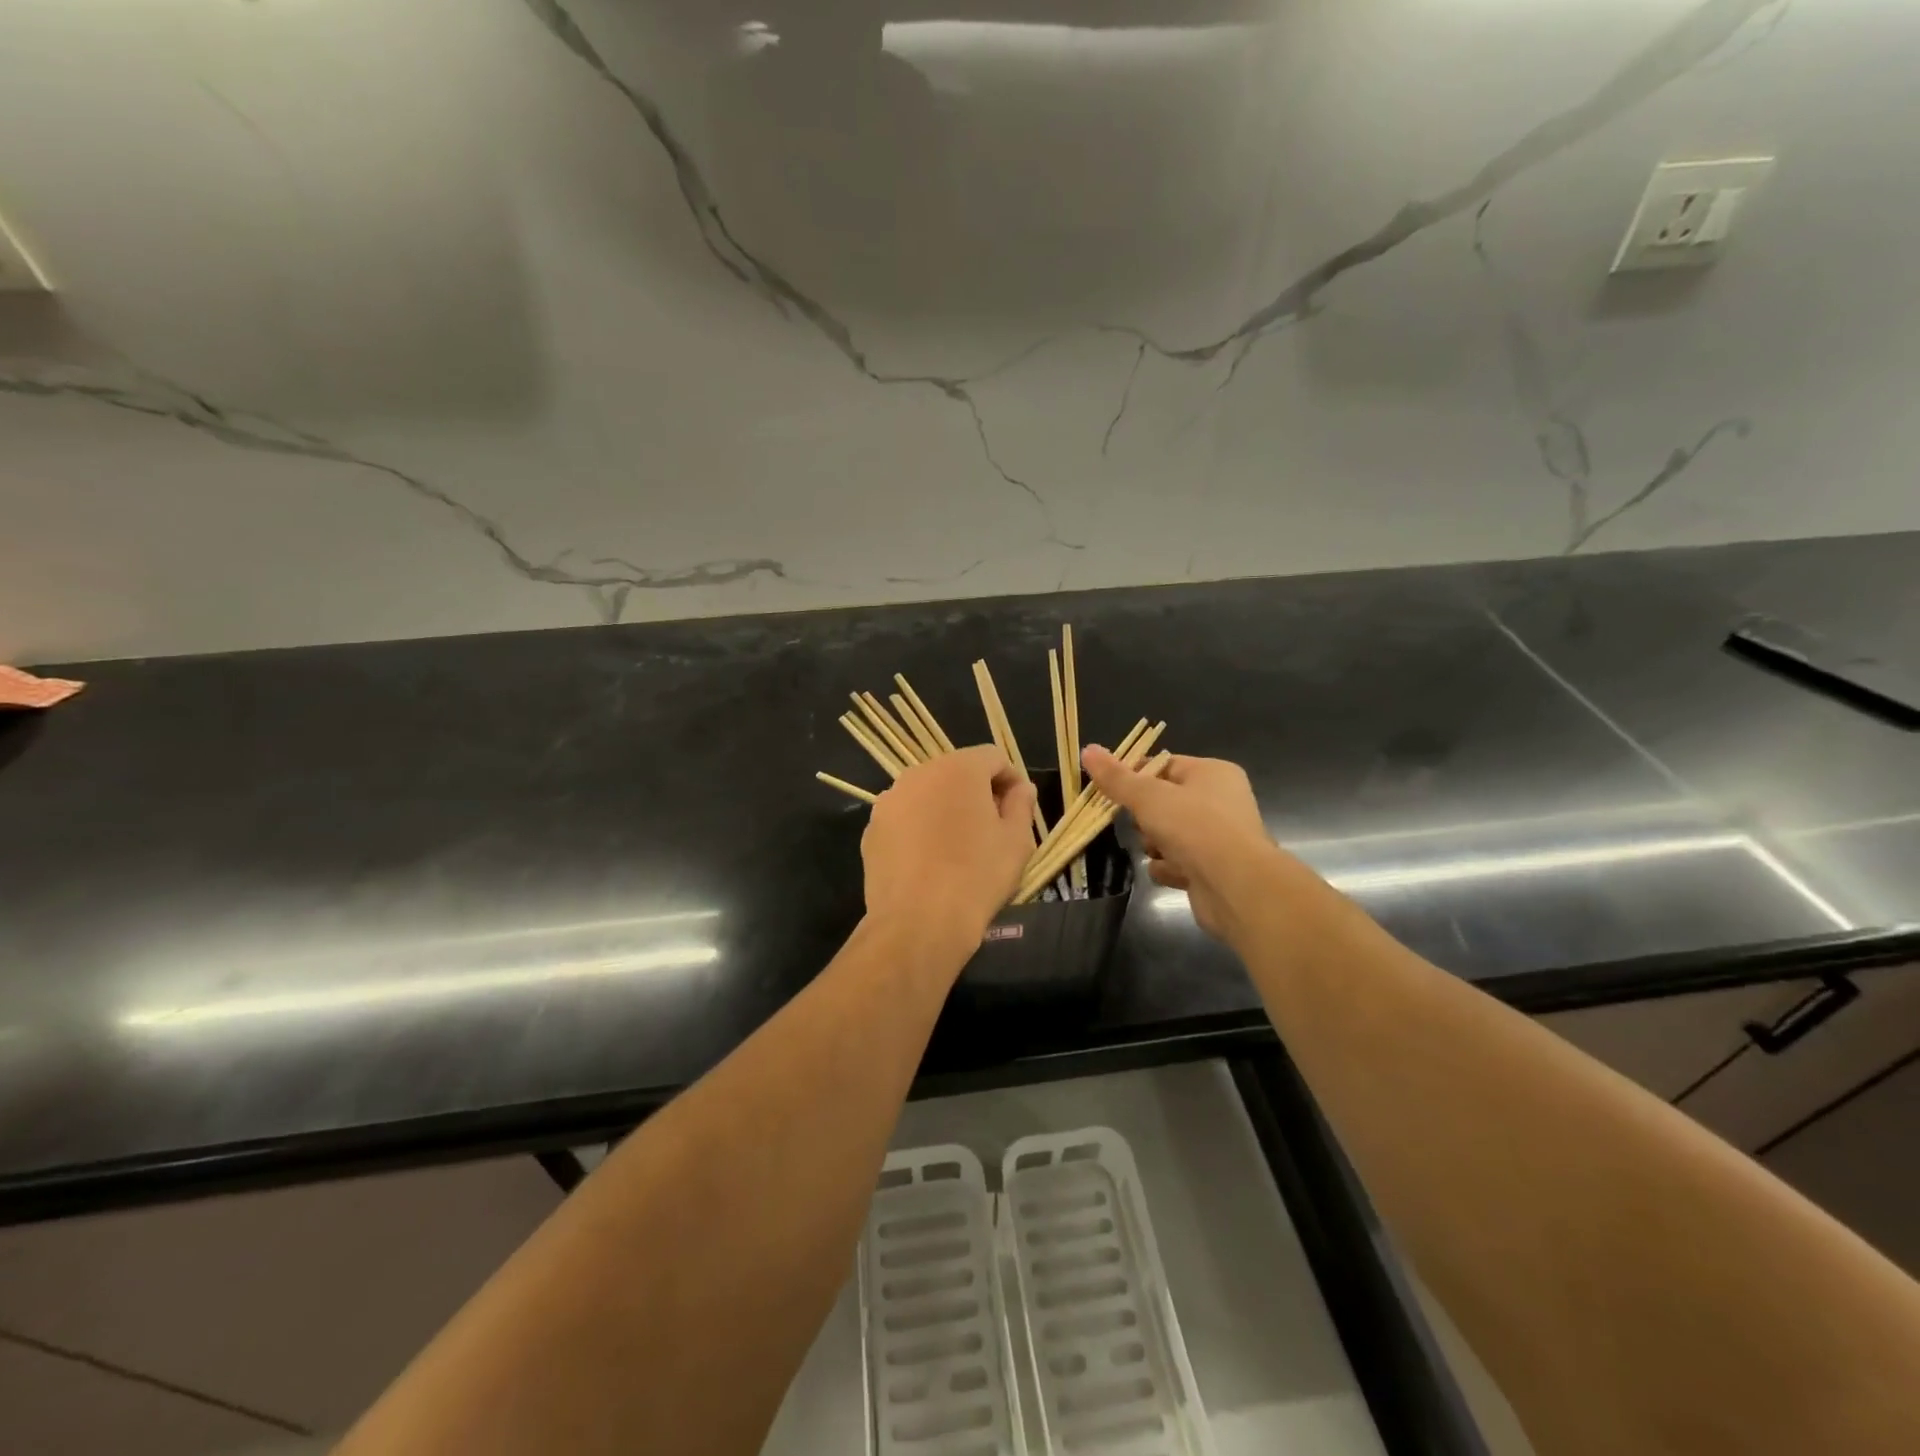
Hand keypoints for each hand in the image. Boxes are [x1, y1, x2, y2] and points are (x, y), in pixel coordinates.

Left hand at [861, 746, 1037, 951]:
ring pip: (927, 794)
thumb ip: (1021, 804)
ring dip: (945, 809)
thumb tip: (1020, 788)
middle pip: (956, 772)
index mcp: (959, 769)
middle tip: (991, 828)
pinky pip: (905, 818)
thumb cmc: (977, 876)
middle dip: (976, 792)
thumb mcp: (1017, 841)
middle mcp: (919, 774)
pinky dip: (919, 829)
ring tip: (958, 846)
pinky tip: (929, 862)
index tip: (1018, 809)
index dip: (1010, 780)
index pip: (992, 757)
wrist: (918, 922)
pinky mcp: (872, 829)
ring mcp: (890, 801)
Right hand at [1082, 746, 1280, 940]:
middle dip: (1145, 817)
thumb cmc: (1194, 827)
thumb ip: (1116, 777)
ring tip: (1157, 851)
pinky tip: (1171, 872)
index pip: (1164, 764)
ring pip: (1167, 834)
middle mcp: (1220, 802)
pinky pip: (1177, 863)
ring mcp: (1218, 838)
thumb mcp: (1148, 796)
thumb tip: (1088, 750)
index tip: (1110, 788)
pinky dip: (1169, 868)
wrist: (1236, 886)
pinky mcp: (1213, 869)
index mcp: (1212, 773)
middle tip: (1139, 823)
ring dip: (1155, 845)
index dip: (1135, 775)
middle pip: (1163, 802)